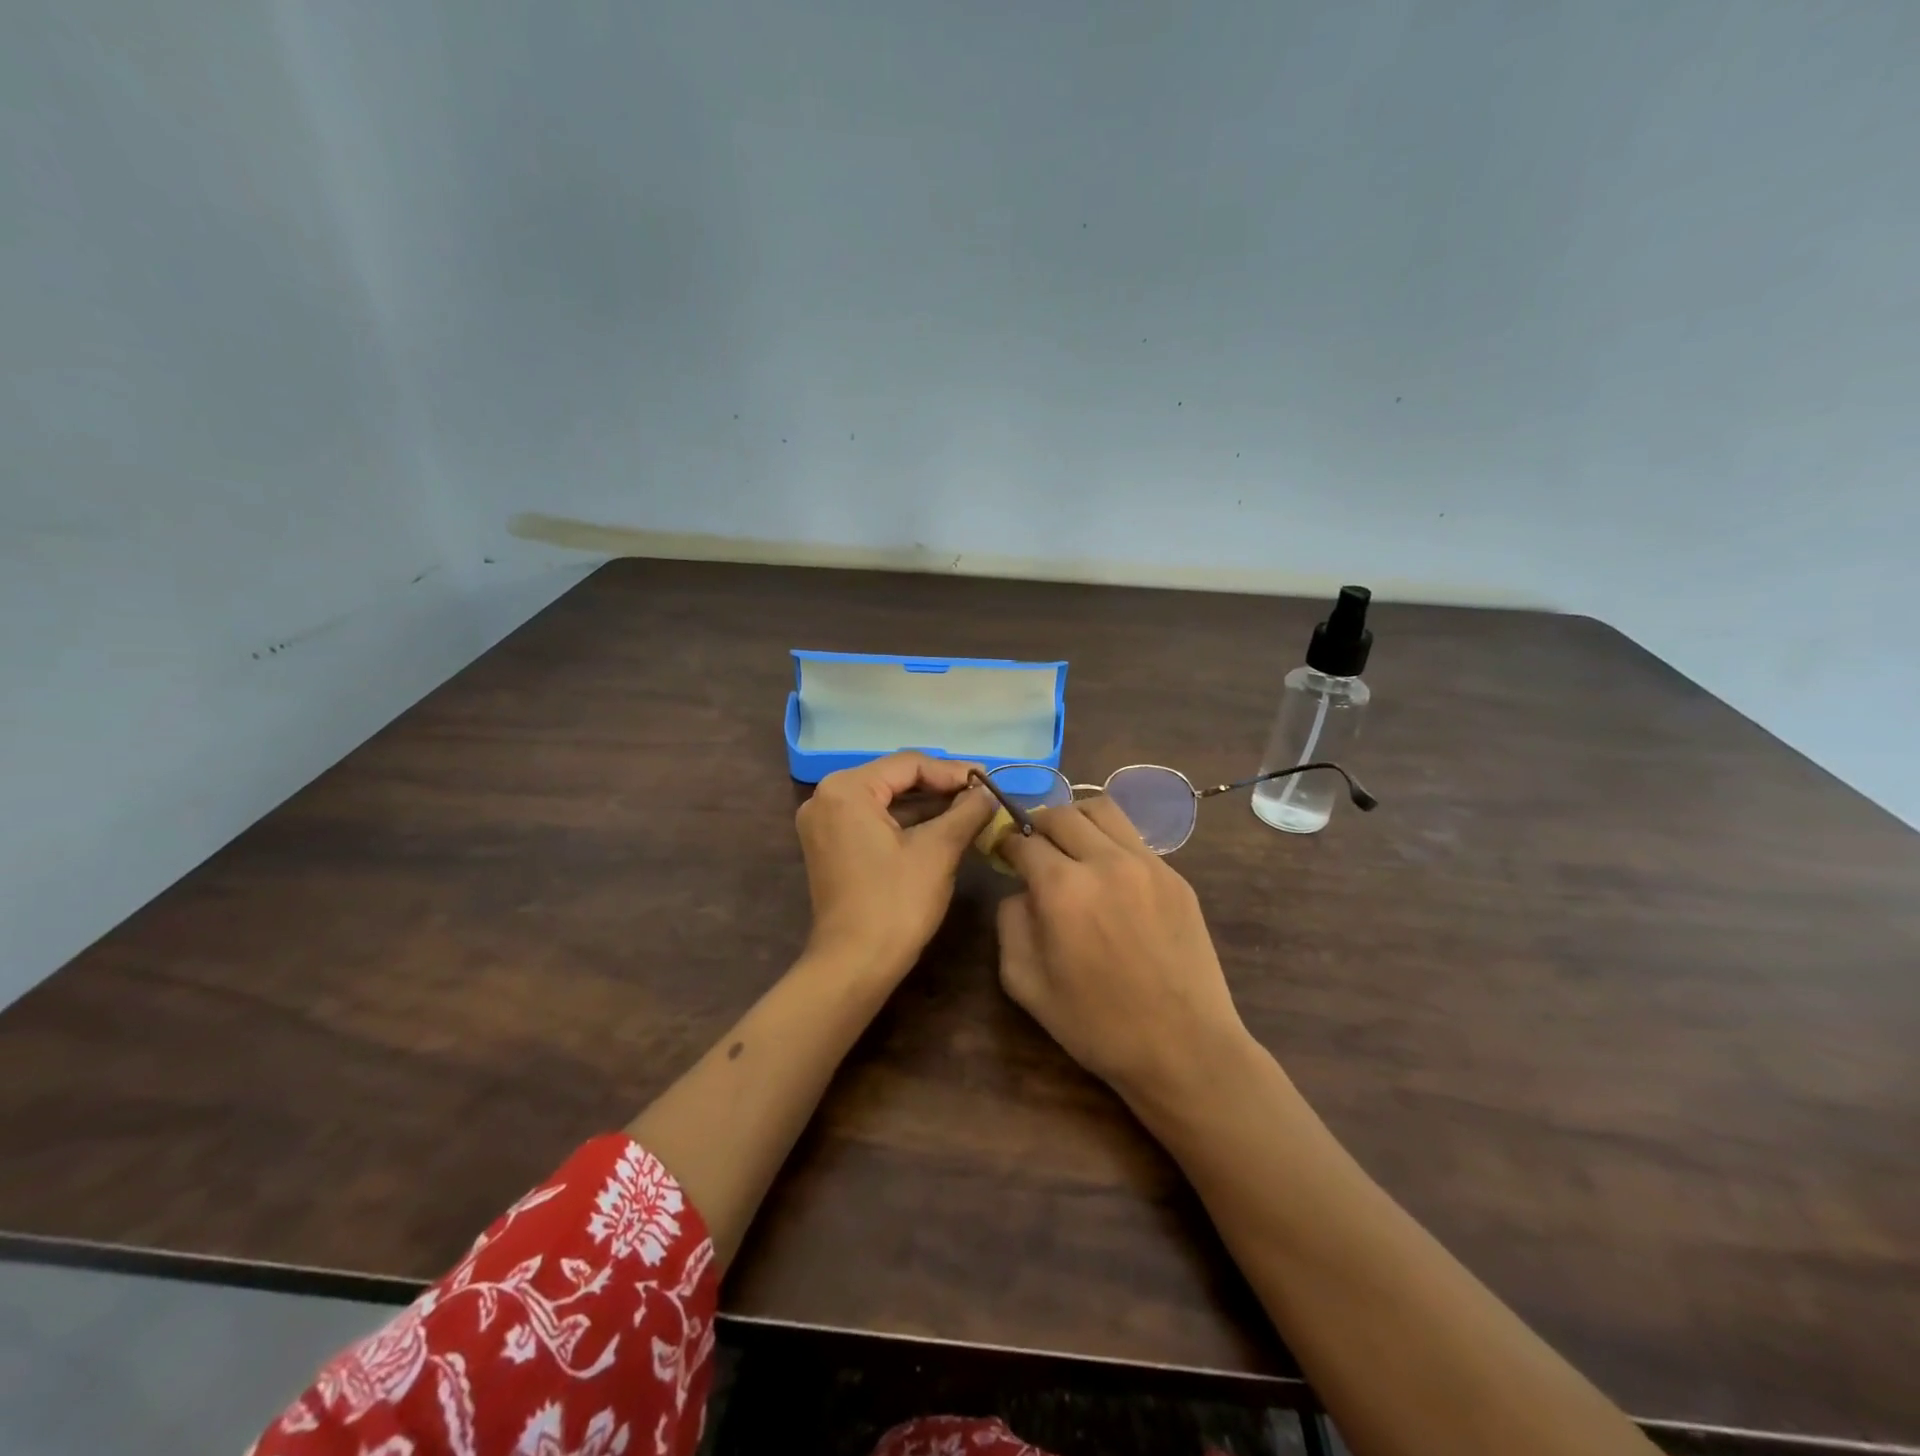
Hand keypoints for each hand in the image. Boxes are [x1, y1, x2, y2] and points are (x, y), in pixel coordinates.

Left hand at [795, 752, 995, 983]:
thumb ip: (966, 812)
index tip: (989, 782)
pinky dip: (906, 823)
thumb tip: (989, 792)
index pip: (908, 764)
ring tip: (970, 810)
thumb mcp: (938, 851)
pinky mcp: (830, 846)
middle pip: (894, 779)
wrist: (854, 965)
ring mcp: (824, 823)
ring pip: (885, 800)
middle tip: (982, 794)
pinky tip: (942, 827)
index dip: (953, 772)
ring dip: (926, 805)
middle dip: (940, 787)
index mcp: (846, 789)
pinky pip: (873, 820)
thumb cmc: (896, 902)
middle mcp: (826, 797)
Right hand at [997, 796, 1250, 1103]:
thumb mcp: (1025, 983)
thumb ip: (1010, 922)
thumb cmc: (1096, 1025)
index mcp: (1062, 888)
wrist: (1183, 1048)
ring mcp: (1147, 864)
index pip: (1023, 840)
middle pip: (1061, 814)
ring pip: (1102, 810)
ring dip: (1075, 819)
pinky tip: (1108, 875)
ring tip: (1070, 845)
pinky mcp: (1175, 876)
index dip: (1005, 843)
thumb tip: (1021, 890)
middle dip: (1036, 825)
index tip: (1001, 853)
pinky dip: (1109, 842)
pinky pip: (1133, 839)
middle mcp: (1104, 862)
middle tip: (1031, 848)